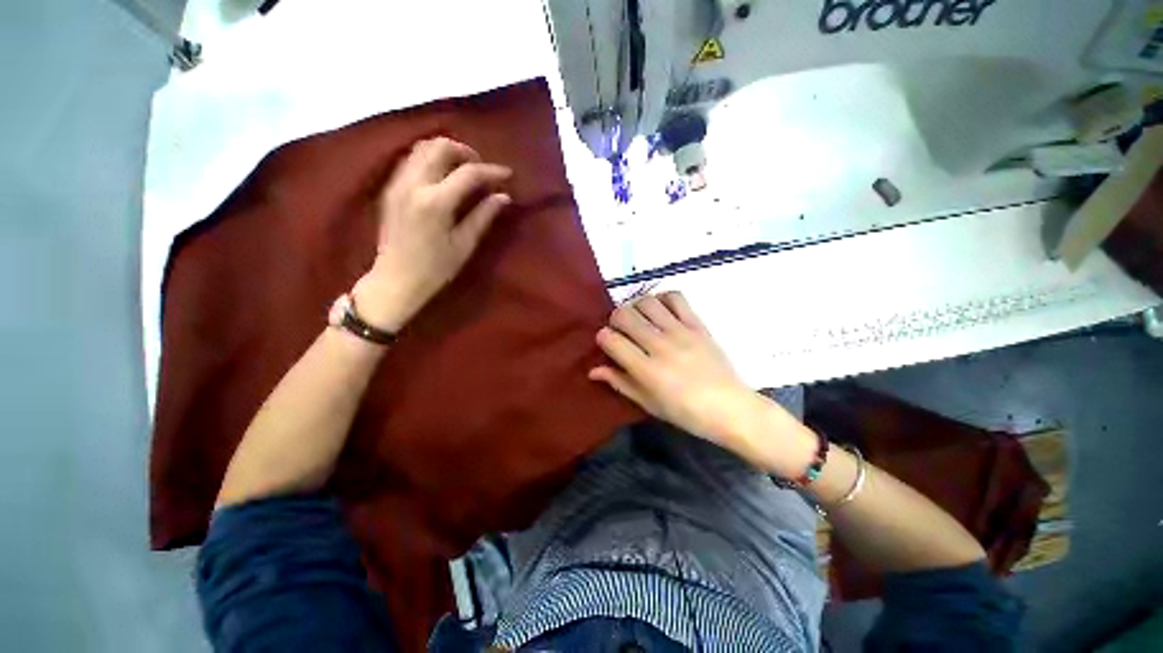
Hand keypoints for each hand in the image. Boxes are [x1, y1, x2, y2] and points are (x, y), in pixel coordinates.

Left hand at [352, 137, 511, 330]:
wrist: (396, 279)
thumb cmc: (436, 268)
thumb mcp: (465, 244)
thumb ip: (483, 216)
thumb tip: (504, 196)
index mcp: (435, 202)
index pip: (468, 173)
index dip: (491, 170)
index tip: (507, 174)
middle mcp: (413, 184)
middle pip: (440, 147)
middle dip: (466, 152)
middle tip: (481, 169)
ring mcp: (397, 183)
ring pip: (422, 147)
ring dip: (446, 152)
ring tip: (463, 169)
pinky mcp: (390, 187)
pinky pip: (411, 159)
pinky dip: (430, 158)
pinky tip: (442, 175)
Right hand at [590, 292, 816, 473]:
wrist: (730, 408)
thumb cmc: (686, 413)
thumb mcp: (648, 404)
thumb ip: (620, 382)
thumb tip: (593, 370)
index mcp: (646, 370)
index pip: (611, 340)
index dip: (603, 338)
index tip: (608, 344)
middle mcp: (660, 346)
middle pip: (625, 315)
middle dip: (615, 319)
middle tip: (621, 330)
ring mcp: (681, 332)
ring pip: (646, 302)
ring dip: (636, 307)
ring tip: (640, 319)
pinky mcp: (698, 325)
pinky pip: (676, 298)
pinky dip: (663, 298)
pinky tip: (661, 310)